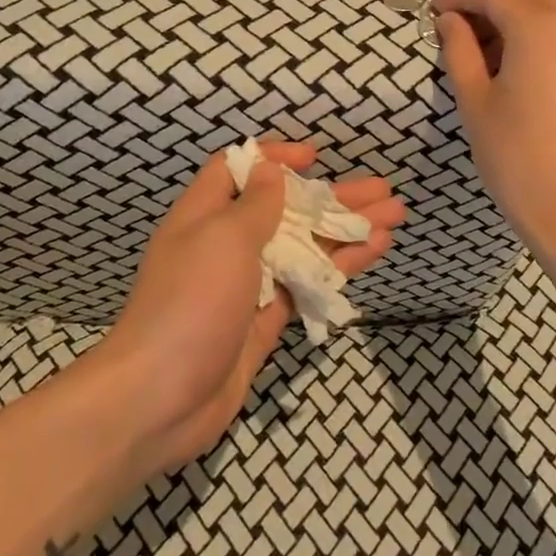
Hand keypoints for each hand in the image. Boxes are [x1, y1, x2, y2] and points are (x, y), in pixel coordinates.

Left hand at [100, 141, 401, 472]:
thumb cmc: (191, 302)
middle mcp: (227, 244)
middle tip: (383, 189)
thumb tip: (270, 170)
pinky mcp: (267, 320)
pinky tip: (373, 252)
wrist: (160, 399)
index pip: (239, 170)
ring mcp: (249, 285)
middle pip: (287, 209)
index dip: (275, 158)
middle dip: (334, 197)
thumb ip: (255, 205)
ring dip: (348, 230)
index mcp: (205, 215)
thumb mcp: (223, 238)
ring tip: (395, 216)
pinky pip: (307, 283)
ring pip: (305, 247)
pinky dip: (340, 267)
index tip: (315, 156)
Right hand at [434, 0, 555, 268]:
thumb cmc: (520, 161)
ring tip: (484, 45)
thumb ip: (460, 52)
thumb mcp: (476, 104)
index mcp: (540, 28)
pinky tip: (514, 63)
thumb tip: (450, 20)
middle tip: (465, 16)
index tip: (432, 3)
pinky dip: (540, 26)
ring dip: (520, 5)